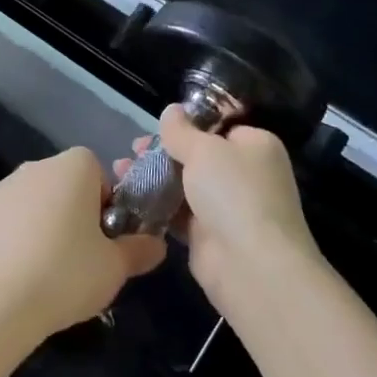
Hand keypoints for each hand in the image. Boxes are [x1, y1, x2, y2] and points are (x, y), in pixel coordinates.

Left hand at [0, 147, 166, 344]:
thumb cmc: (67, 274)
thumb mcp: (116, 268)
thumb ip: (140, 249)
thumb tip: (155, 244)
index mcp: (74, 167)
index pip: (99, 174)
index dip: (106, 206)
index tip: (104, 239)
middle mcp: (37, 166)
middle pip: (66, 184)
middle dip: (75, 213)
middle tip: (81, 257)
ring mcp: (4, 186)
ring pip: (36, 200)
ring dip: (44, 222)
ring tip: (47, 269)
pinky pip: (8, 216)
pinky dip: (16, 234)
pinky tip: (18, 269)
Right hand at [120, 108, 322, 317]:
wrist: (250, 267)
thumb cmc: (234, 193)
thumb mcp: (204, 149)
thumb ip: (181, 129)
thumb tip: (172, 110)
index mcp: (255, 146)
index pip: (220, 126)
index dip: (188, 123)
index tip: (158, 125)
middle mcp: (245, 174)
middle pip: (198, 155)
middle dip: (163, 151)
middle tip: (133, 148)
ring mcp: (227, 206)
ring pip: (184, 184)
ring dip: (154, 176)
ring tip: (120, 169)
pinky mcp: (208, 235)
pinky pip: (177, 212)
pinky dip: (155, 204)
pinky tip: (128, 195)